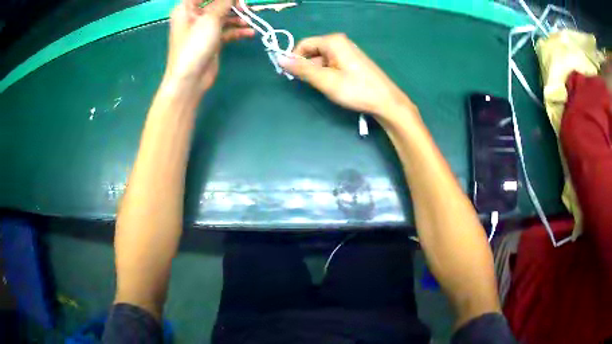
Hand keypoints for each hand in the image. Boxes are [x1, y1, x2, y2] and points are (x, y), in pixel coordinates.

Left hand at [164, 0, 254, 95]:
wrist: (190, 79)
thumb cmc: (195, 44)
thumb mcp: (210, 18)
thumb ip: (224, 2)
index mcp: (186, 8)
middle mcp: (194, 16)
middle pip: (217, 3)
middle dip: (233, 4)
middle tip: (245, 8)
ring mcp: (203, 29)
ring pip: (224, 17)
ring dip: (238, 18)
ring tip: (250, 20)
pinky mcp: (212, 41)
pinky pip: (227, 31)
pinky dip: (238, 31)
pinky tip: (249, 33)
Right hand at [279, 33, 416, 120]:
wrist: (386, 102)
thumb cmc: (356, 89)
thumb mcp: (325, 80)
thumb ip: (302, 69)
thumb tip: (279, 59)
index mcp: (333, 41)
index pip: (303, 44)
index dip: (294, 58)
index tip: (291, 75)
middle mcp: (339, 42)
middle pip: (312, 51)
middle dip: (307, 67)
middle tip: (311, 84)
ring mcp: (347, 52)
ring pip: (321, 59)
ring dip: (317, 73)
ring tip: (324, 87)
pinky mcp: (351, 62)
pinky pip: (331, 64)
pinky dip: (326, 74)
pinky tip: (333, 86)